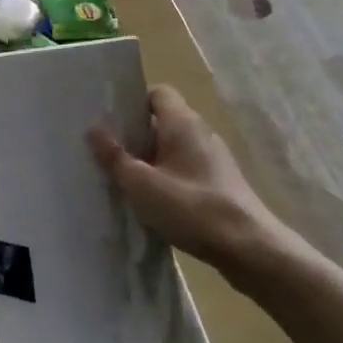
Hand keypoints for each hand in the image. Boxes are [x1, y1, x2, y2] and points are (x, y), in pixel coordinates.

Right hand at [88, 85, 293, 268]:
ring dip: (149, 160)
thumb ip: (115, 156)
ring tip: (123, 180)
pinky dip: (167, 178)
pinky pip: (185, 169)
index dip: (133, 102)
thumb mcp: (141, 184)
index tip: (111, 122)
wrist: (249, 249)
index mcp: (182, 122)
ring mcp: (213, 159)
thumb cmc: (191, 208)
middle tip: (107, 153)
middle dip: (135, 135)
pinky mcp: (219, 183)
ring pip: (172, 148)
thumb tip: (93, 129)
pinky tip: (152, 202)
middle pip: (162, 121)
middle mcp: (200, 132)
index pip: (157, 93)